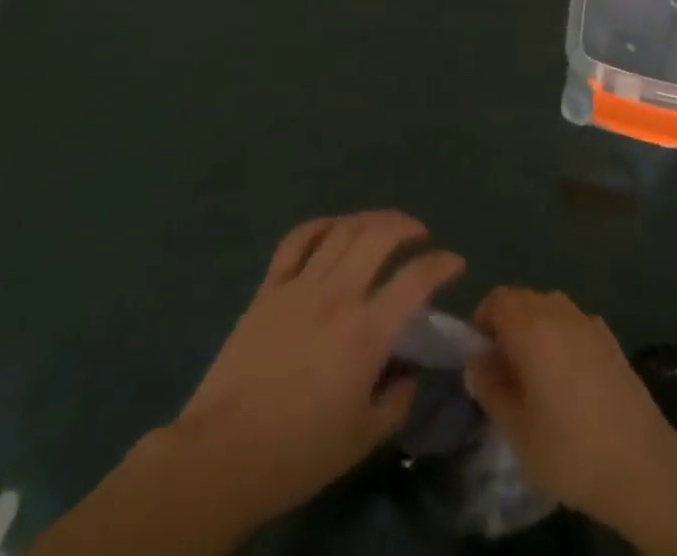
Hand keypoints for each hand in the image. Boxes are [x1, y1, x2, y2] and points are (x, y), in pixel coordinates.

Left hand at [170, 211, 463, 533]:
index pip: (416, 280)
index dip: (442, 264)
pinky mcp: (268, 289)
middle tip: (419, 234)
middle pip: (379, 236)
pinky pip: (297, 240)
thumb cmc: (298, 453)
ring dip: (370, 219)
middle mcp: (338, 295)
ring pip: (342, 230)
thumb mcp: (362, 439)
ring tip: (383, 226)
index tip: (454, 263)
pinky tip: (333, 228)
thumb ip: (396, 401)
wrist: (222, 456)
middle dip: (406, 225)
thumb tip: (408, 372)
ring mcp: (300, 286)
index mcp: (366, 332)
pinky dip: (320, 225)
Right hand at [464, 288, 676, 531]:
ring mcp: (588, 321)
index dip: (482, 321)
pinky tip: (567, 377)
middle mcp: (559, 312)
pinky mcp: (610, 337)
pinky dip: (560, 336)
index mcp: (532, 327)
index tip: (480, 357)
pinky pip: (572, 322)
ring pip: (549, 307)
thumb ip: (490, 388)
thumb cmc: (570, 449)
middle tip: (503, 369)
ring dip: (534, 328)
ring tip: (534, 373)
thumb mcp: (516, 430)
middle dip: (506, 324)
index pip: (497, 300)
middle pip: (523, 299)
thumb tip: (478, 362)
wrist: (640, 463)